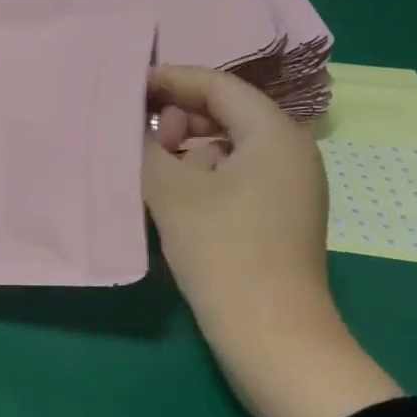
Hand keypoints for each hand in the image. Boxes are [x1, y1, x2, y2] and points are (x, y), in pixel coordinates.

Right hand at [143, 66, 338, 365]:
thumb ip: (147, 148)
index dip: (170, 80)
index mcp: (274, 134)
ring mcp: (287, 187)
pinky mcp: (276, 216)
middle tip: (140, 139)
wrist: (271, 337)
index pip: (217, 86)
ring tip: (150, 170)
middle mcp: (289, 152)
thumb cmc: (224, 253)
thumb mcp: (173, 193)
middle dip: (176, 118)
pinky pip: (234, 176)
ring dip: (185, 150)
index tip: (127, 87)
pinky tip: (170, 198)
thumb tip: (134, 127)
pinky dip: (200, 176)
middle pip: (225, 113)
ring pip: (227, 147)